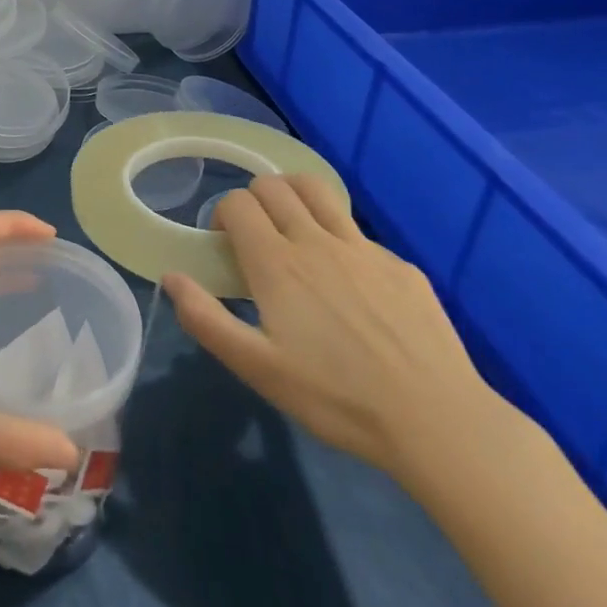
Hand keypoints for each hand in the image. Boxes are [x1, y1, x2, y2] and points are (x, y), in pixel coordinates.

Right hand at [163, 175, 499, 485]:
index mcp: (276, 262)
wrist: (436, 420)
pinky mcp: (400, 265)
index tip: (226, 244)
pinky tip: (350, 283)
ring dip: (295, 195)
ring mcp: (363, 248)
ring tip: (293, 226)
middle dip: (254, 198)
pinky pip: (358, 232)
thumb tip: (171, 277)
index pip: (238, 202)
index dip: (223, 213)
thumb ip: (206, 319)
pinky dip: (339, 238)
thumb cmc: (336, 398)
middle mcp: (316, 240)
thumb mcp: (258, 368)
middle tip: (255, 236)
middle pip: (274, 186)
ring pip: (318, 190)